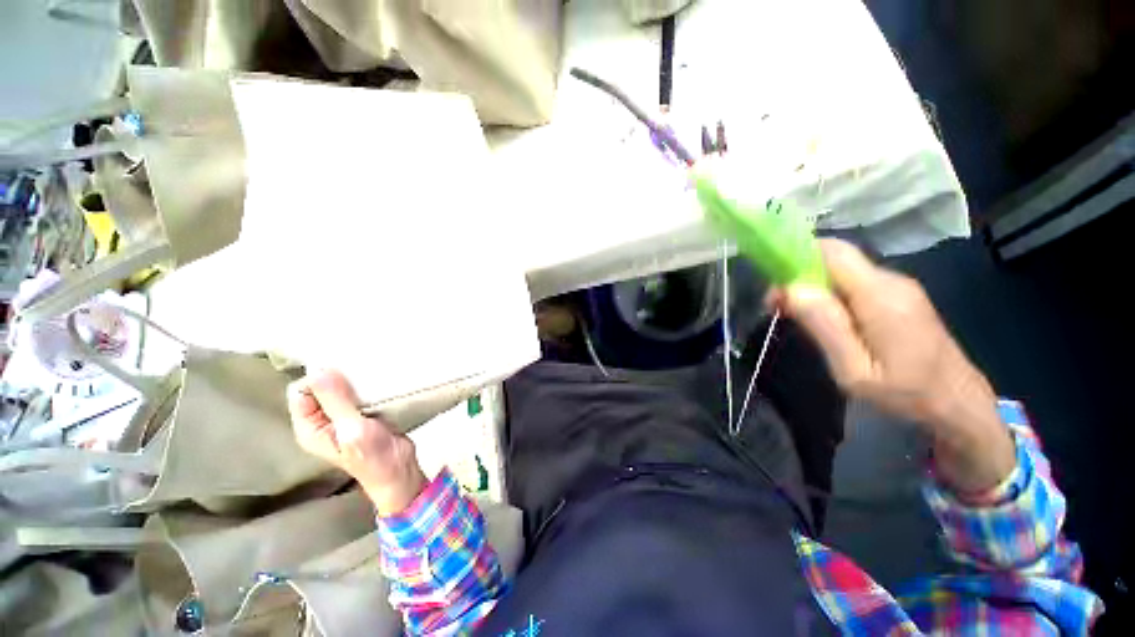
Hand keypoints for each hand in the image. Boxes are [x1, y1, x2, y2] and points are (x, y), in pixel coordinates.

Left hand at [287, 370, 426, 515]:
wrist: (399, 470)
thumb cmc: (373, 456)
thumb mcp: (352, 430)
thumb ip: (336, 402)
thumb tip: (319, 370)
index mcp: (310, 427)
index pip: (301, 391)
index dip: (318, 378)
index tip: (343, 372)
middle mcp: (323, 419)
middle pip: (321, 387)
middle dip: (338, 375)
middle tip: (360, 367)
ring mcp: (345, 416)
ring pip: (342, 388)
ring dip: (355, 378)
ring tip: (372, 369)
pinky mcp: (364, 413)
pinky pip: (360, 392)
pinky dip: (368, 384)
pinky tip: (380, 378)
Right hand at [772, 239, 1014, 494]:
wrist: (960, 404)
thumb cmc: (907, 393)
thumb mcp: (855, 371)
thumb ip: (825, 326)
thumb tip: (792, 288)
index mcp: (880, 296)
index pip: (833, 251)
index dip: (796, 257)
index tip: (775, 288)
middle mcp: (890, 281)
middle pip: (834, 259)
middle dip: (799, 274)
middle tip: (778, 307)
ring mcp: (898, 287)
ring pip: (842, 271)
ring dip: (812, 286)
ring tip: (795, 317)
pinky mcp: (899, 297)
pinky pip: (854, 284)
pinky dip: (829, 293)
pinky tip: (824, 319)